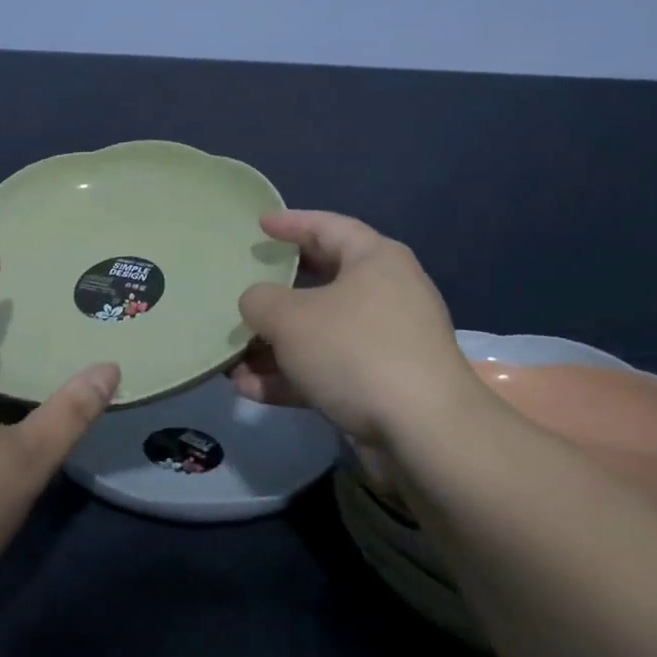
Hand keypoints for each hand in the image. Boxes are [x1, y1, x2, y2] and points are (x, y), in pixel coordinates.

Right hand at [230, 210, 483, 450]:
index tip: (260, 224)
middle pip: (323, 280)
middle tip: (246, 283)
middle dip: (278, 289)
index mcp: (374, 260)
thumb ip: (260, 301)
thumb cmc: (354, 350)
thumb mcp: (290, 317)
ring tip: (233, 353)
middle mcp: (386, 294)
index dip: (291, 222)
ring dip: (276, 344)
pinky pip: (328, 370)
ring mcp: (386, 343)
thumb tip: (256, 303)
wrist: (424, 434)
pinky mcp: (382, 386)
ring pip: (321, 332)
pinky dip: (292, 376)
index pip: (328, 226)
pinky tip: (250, 389)